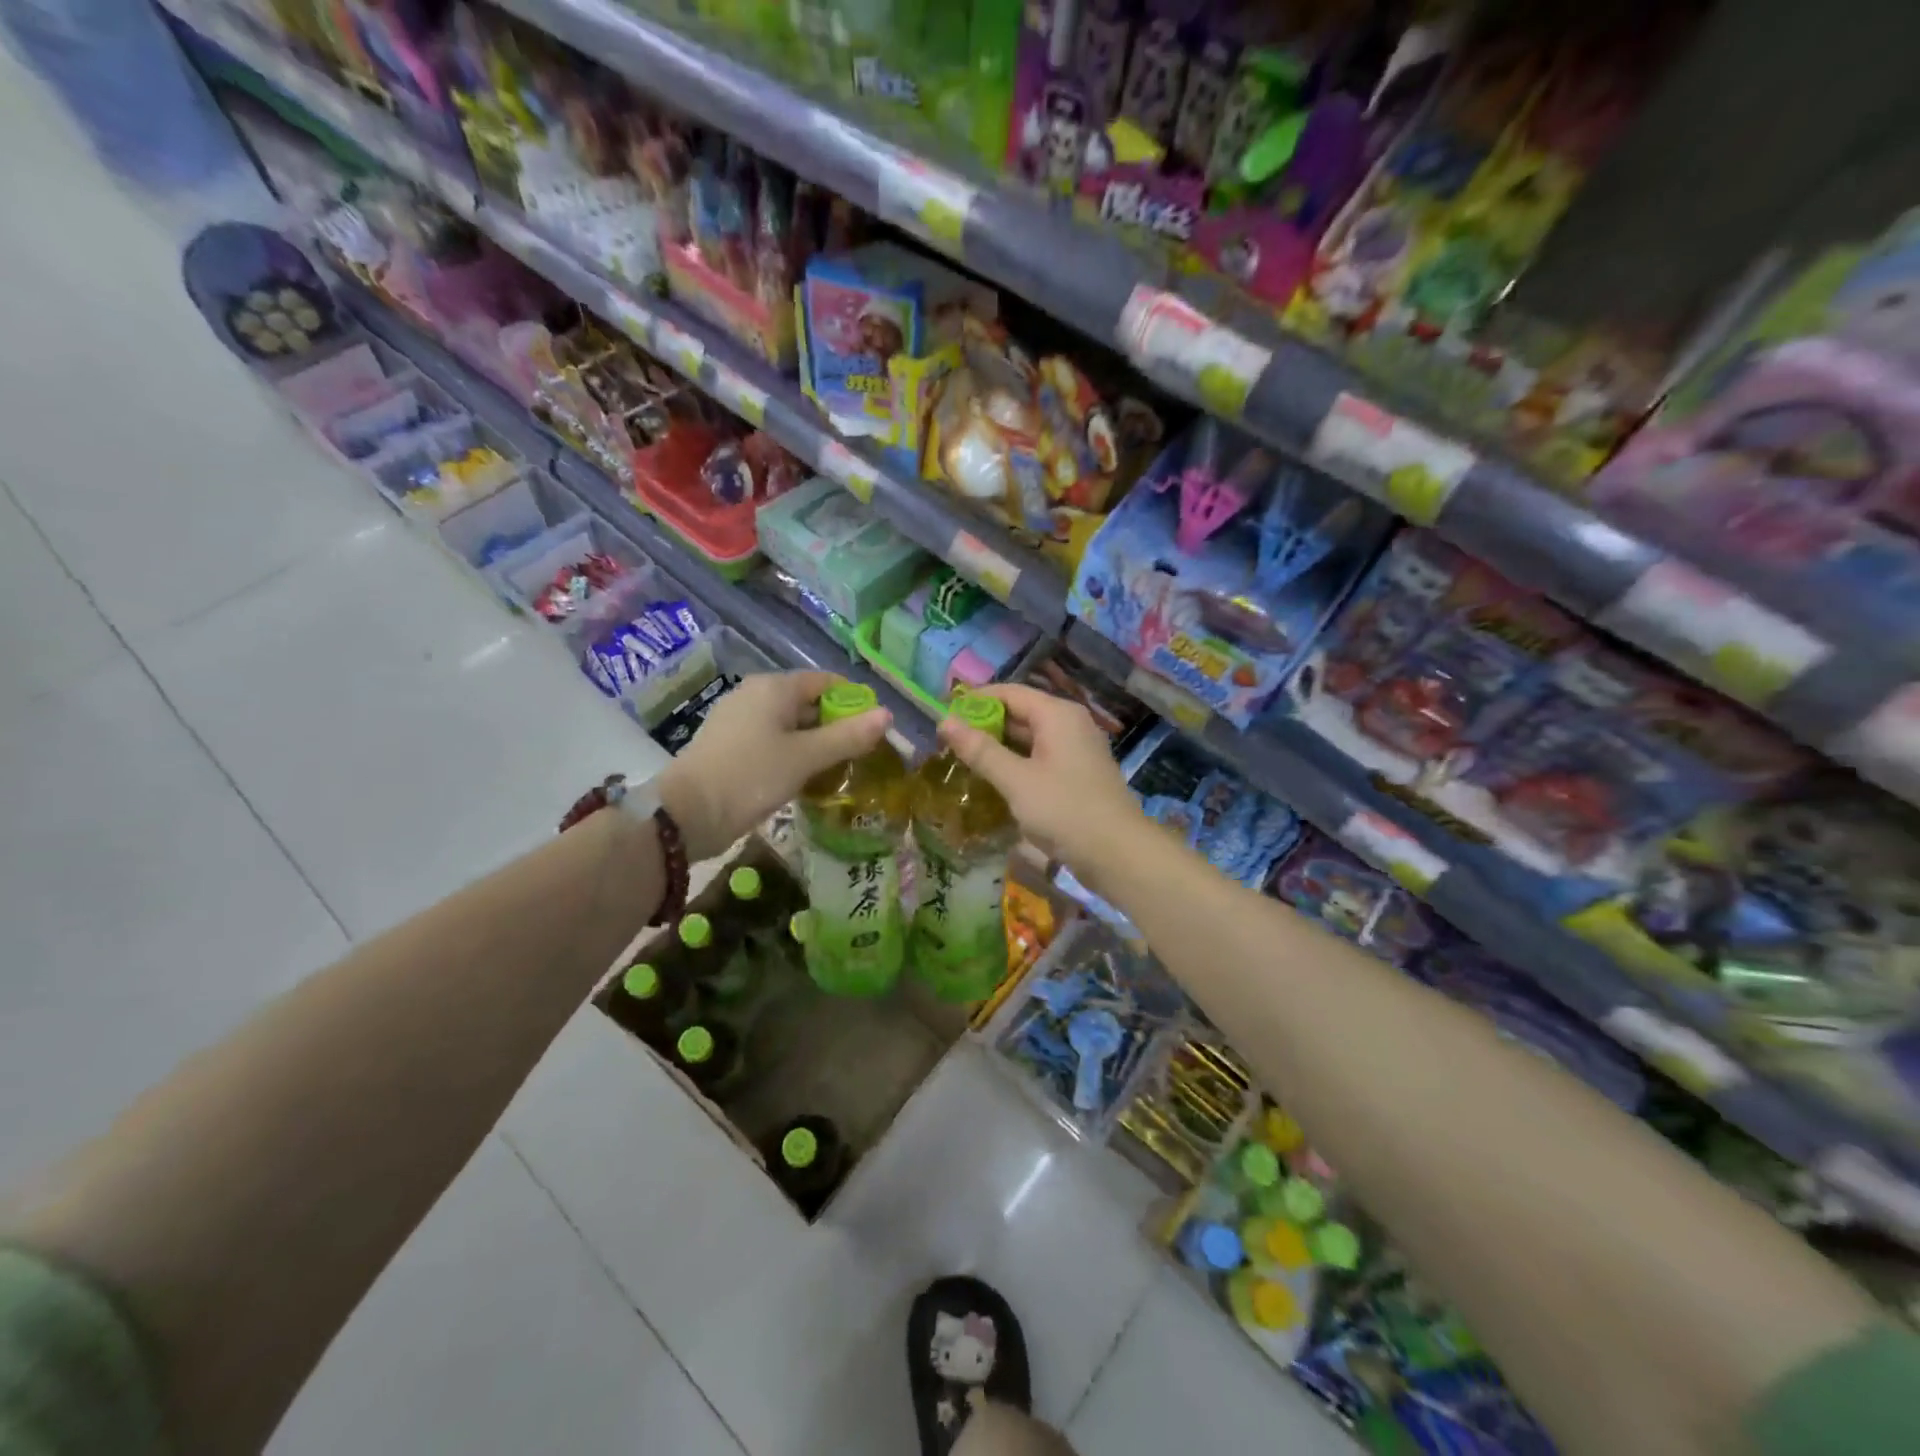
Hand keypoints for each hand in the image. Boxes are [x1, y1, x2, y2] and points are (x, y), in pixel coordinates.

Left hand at [660, 671, 890, 860]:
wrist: (686, 814)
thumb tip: (888, 715)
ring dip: (817, 744)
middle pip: (809, 702)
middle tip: (862, 756)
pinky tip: (807, 779)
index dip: (855, 702)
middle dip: (837, 726)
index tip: (875, 730)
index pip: (827, 682)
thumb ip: (848, 736)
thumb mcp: (806, 757)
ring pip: (792, 725)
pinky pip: (773, 741)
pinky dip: (794, 754)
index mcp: (774, 688)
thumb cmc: (751, 776)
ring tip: (840, 771)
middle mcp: (756, 695)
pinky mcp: (731, 745)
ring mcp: (739, 720)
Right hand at [936, 683, 1137, 867]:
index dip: (975, 700)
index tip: (943, 715)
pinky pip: (1040, 759)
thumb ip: (980, 750)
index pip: (1009, 692)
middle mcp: (1069, 724)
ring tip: (963, 761)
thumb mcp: (1016, 780)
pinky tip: (993, 781)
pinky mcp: (1077, 775)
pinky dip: (1016, 764)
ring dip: (998, 747)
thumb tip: (945, 721)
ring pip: (1029, 739)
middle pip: (1020, 713)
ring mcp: (1076, 750)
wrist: (1118, 854)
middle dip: (984, 725)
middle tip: (947, 743)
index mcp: (1057, 714)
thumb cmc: (1065, 810)